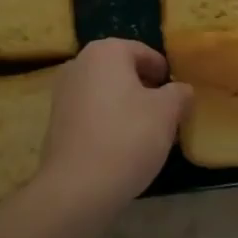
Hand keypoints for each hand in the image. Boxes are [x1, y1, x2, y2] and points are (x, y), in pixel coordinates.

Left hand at [35, 38, 190, 213]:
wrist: (77, 187)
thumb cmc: (127, 138)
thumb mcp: (166, 113)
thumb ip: (179, 94)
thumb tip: (182, 89)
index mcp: (106, 51)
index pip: (144, 52)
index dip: (164, 73)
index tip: (177, 95)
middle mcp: (80, 62)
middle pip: (122, 70)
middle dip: (145, 89)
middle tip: (166, 114)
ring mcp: (63, 91)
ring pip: (105, 91)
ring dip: (126, 105)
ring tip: (146, 133)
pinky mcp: (56, 120)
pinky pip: (90, 111)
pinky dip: (107, 121)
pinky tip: (121, 146)